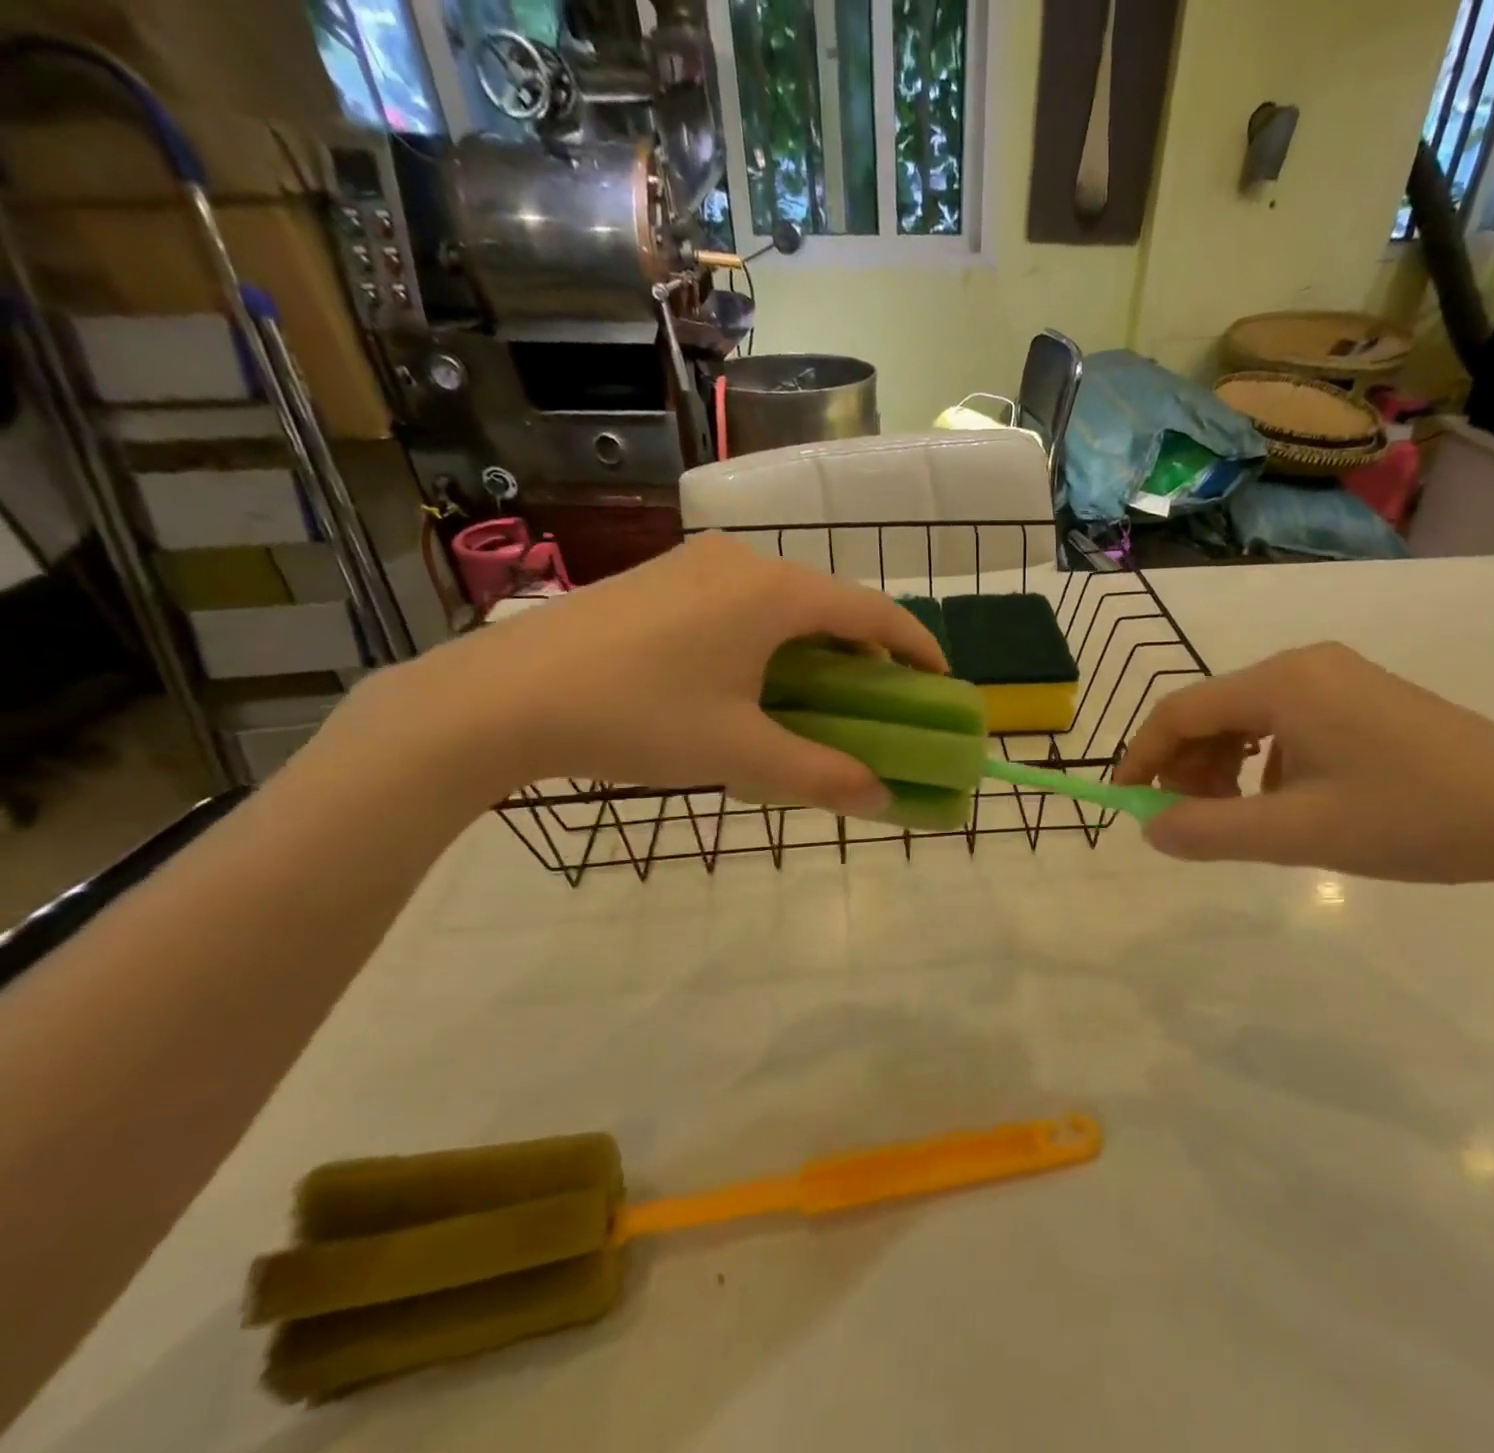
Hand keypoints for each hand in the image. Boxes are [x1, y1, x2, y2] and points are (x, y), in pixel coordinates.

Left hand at [340, 533, 945, 813]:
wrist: (501, 696)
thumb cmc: (635, 717)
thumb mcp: (737, 753)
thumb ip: (819, 775)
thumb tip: (881, 800)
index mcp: (775, 593)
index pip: (874, 612)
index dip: (917, 647)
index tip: (941, 682)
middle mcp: (744, 562)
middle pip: (831, 603)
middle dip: (867, 652)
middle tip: (881, 702)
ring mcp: (697, 564)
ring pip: (785, 602)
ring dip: (817, 645)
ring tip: (821, 695)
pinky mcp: (663, 577)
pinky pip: (744, 602)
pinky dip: (772, 637)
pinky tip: (754, 678)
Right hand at [1114, 643, 1493, 882]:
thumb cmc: (1409, 818)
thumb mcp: (1296, 833)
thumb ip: (1210, 831)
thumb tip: (1150, 829)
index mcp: (1282, 682)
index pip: (1181, 710)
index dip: (1143, 755)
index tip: (1126, 799)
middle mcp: (1304, 665)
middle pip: (1213, 710)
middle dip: (1187, 765)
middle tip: (1189, 820)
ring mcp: (1338, 678)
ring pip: (1248, 717)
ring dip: (1223, 765)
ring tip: (1236, 816)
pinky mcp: (1363, 698)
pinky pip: (1286, 722)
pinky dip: (1263, 760)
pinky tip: (1284, 799)